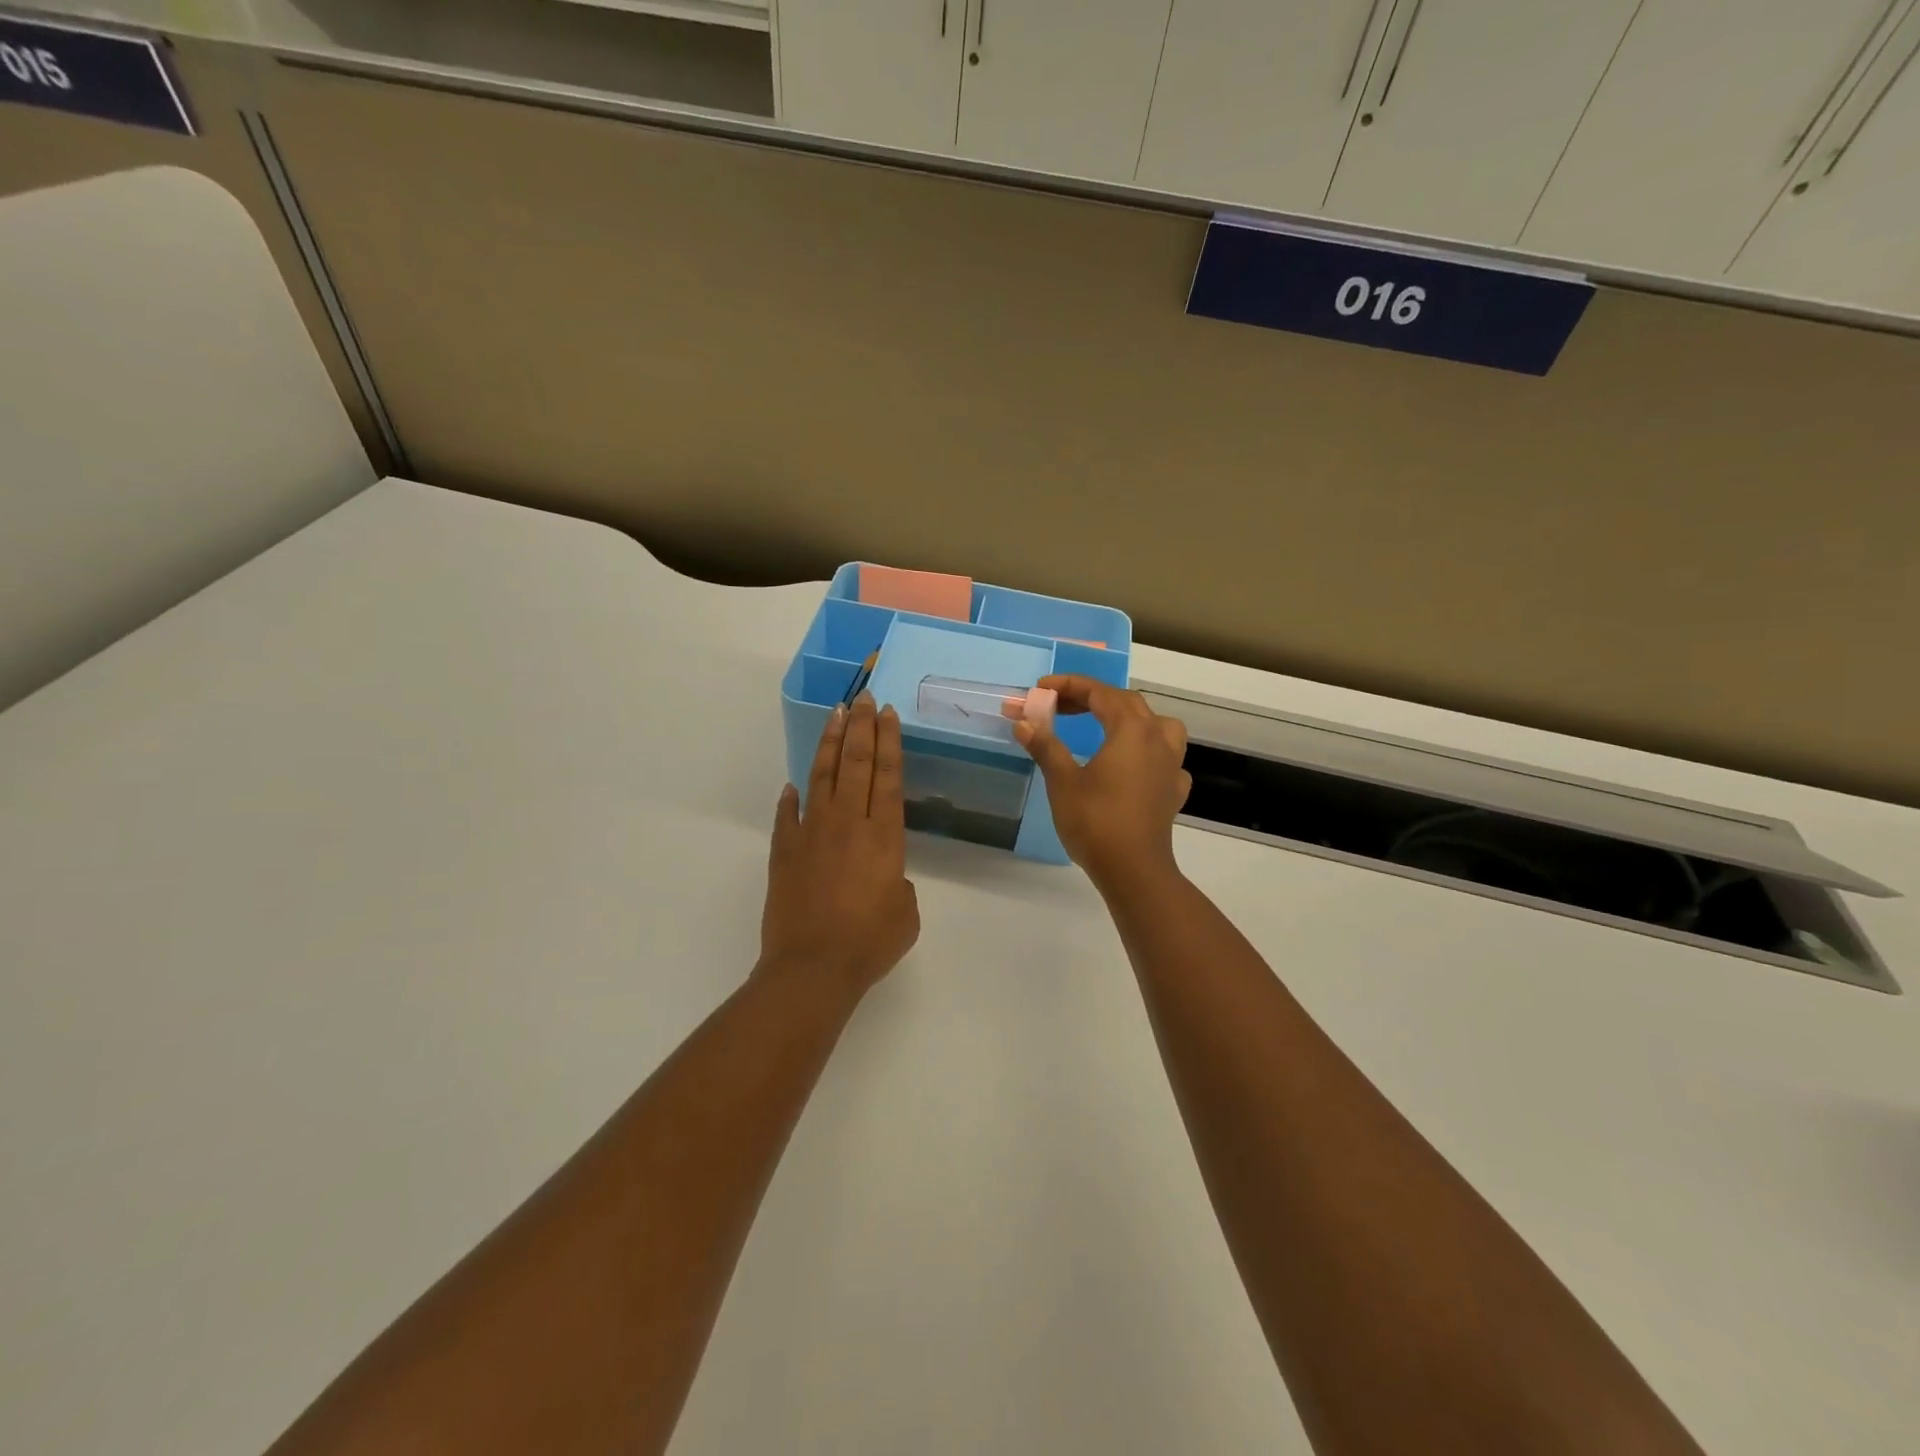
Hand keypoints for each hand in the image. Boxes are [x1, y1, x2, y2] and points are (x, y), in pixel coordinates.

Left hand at [761, 694, 920, 998]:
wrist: (812, 968)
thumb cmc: (869, 944)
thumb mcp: (906, 915)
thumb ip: (899, 886)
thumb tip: (884, 877)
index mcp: (883, 836)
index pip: (887, 776)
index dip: (888, 741)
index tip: (887, 714)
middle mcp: (847, 824)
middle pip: (855, 764)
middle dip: (861, 727)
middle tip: (863, 697)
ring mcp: (811, 834)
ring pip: (822, 777)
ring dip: (831, 744)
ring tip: (836, 716)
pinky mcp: (784, 852)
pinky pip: (788, 815)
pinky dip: (792, 798)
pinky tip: (794, 785)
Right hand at [1014, 675, 1190, 893]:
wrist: (1134, 870)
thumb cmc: (1095, 821)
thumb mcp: (1063, 781)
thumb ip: (1046, 746)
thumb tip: (1024, 722)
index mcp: (1131, 729)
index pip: (1100, 693)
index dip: (1069, 685)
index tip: (1041, 689)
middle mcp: (1158, 738)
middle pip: (1126, 704)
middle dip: (1091, 699)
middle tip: (1058, 707)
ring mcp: (1171, 765)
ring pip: (1156, 725)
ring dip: (1128, 718)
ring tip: (1105, 727)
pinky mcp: (1174, 790)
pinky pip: (1164, 757)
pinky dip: (1145, 752)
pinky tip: (1133, 767)